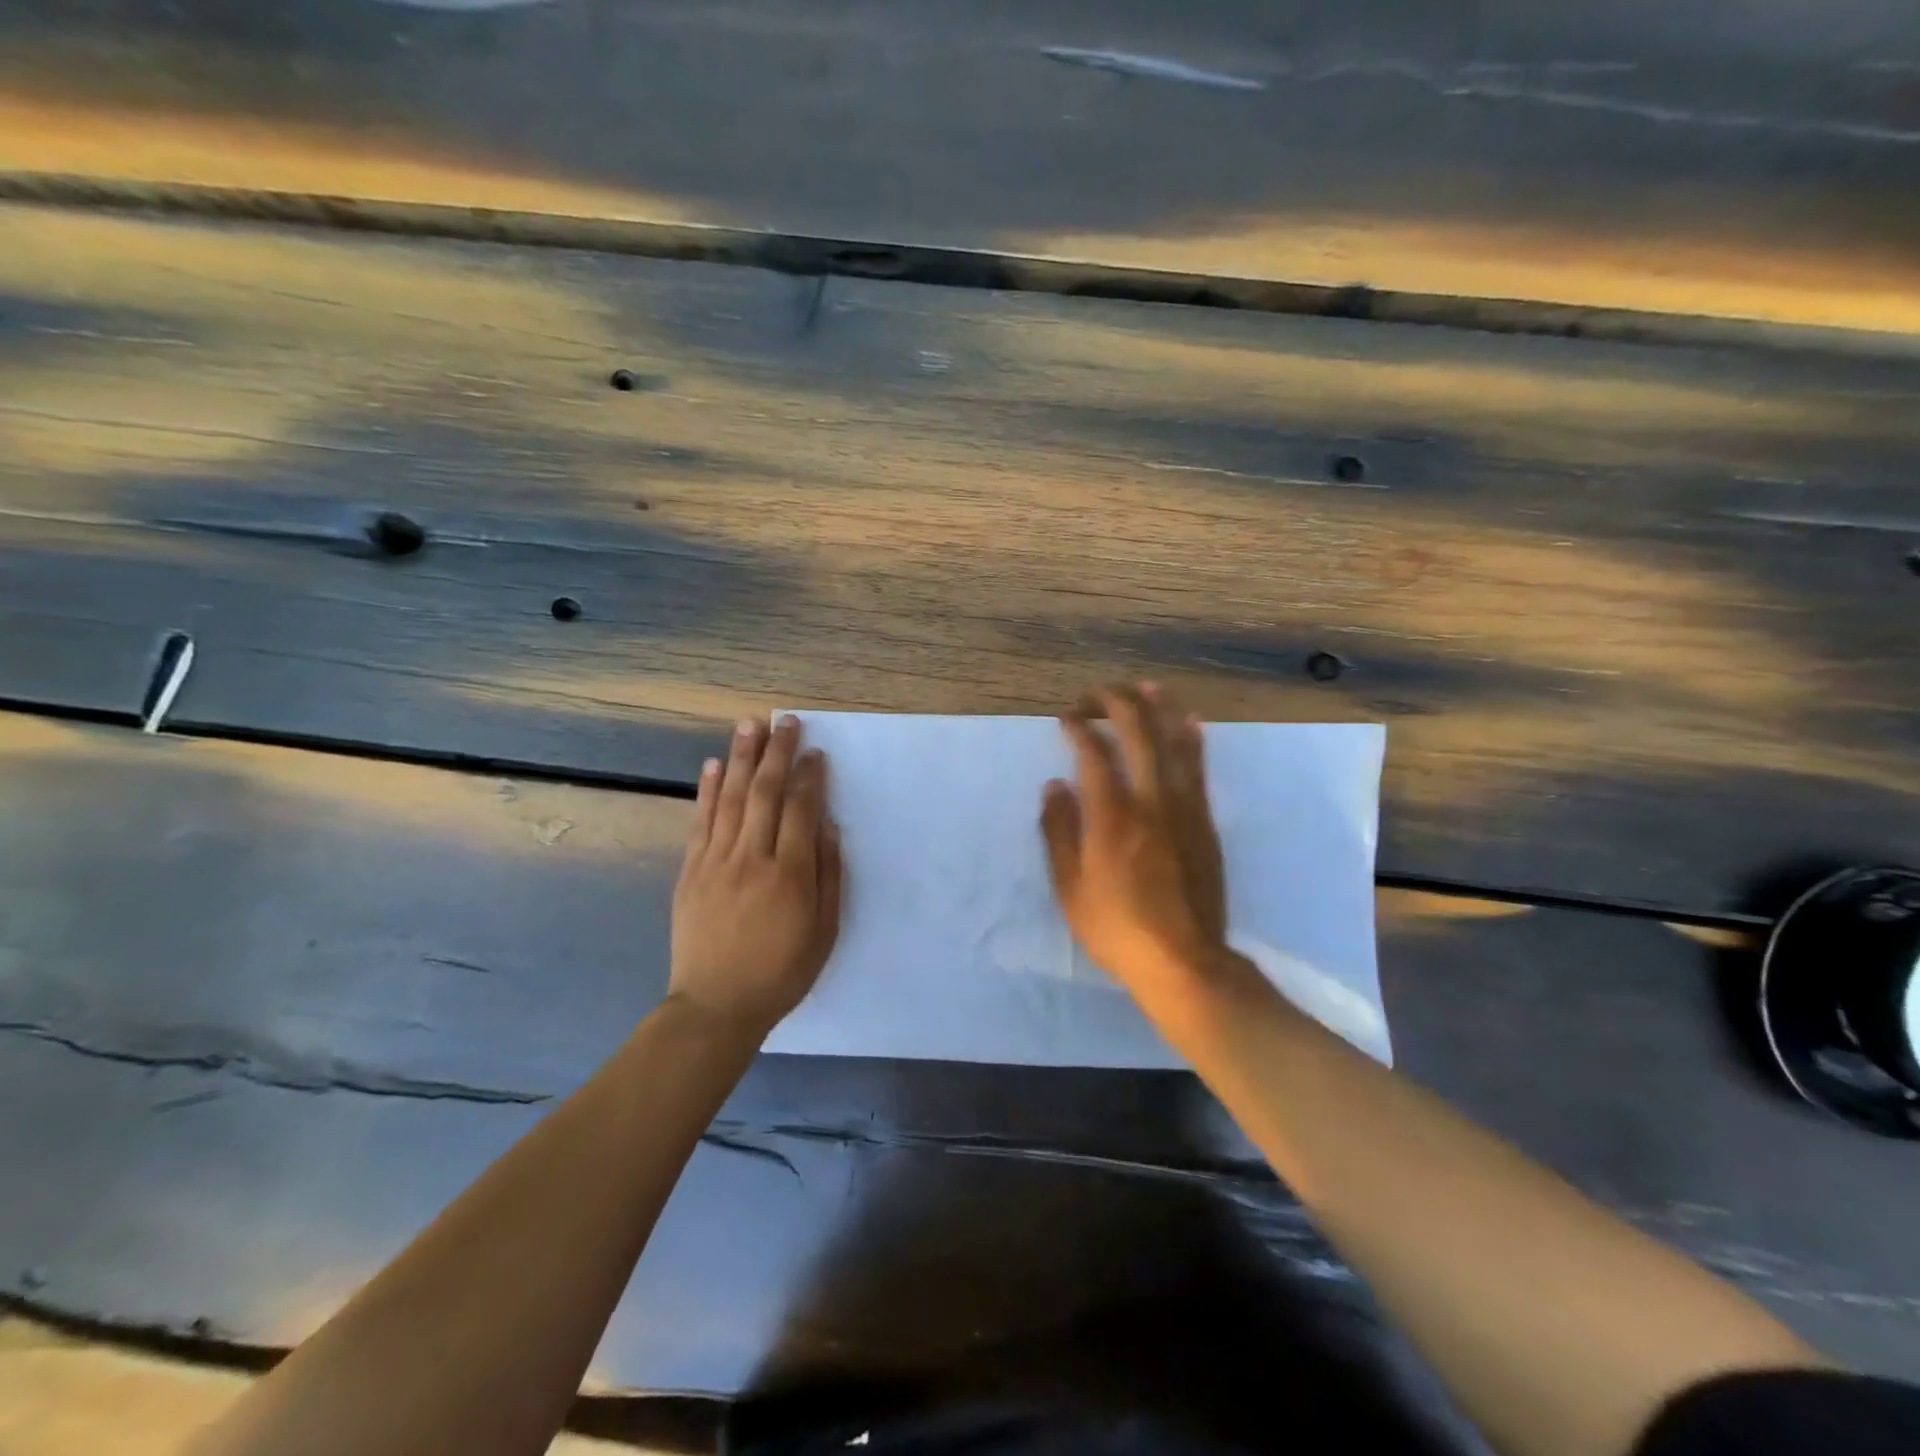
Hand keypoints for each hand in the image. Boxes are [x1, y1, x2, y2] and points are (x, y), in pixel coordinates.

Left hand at [671, 715, 842, 1036]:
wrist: (716, 1005)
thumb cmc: (781, 972)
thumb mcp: (825, 931)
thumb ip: (829, 875)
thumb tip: (828, 826)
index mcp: (790, 874)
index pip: (802, 810)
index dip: (810, 777)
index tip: (816, 752)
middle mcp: (752, 858)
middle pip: (765, 793)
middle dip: (778, 753)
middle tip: (786, 721)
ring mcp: (716, 862)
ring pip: (730, 798)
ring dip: (742, 757)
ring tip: (750, 725)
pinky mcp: (691, 871)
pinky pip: (700, 821)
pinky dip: (707, 790)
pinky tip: (713, 765)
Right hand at [1040, 682, 1229, 1012]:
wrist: (1185, 961)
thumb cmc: (1117, 929)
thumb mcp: (1070, 888)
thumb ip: (1059, 832)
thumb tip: (1054, 785)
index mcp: (1111, 816)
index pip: (1094, 753)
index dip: (1078, 727)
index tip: (1066, 719)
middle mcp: (1150, 800)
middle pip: (1138, 732)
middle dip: (1116, 703)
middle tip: (1097, 696)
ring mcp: (1184, 807)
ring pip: (1174, 740)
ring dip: (1158, 707)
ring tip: (1145, 686)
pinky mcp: (1204, 819)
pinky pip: (1199, 766)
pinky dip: (1191, 736)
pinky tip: (1186, 720)